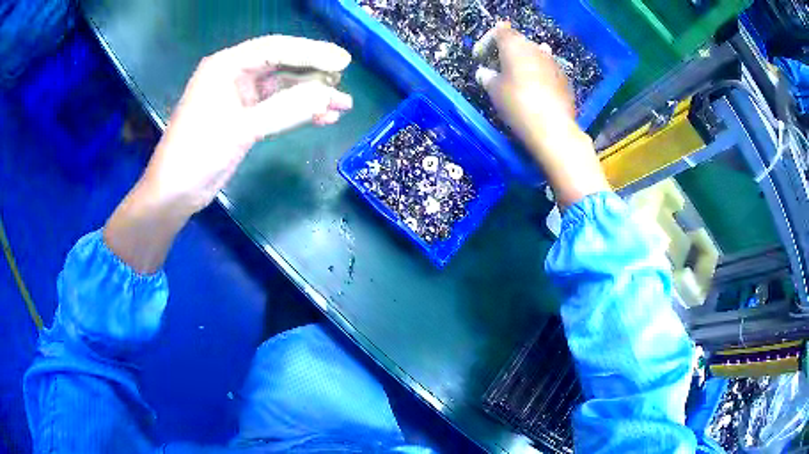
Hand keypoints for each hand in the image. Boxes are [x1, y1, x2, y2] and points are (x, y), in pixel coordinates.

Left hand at [142, 35, 353, 216]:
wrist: (175, 193)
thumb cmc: (198, 153)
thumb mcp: (240, 128)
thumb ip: (285, 109)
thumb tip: (328, 95)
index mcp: (226, 66)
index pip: (274, 49)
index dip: (311, 52)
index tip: (342, 62)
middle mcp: (234, 75)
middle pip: (281, 64)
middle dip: (314, 72)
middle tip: (345, 78)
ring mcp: (240, 97)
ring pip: (283, 88)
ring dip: (311, 95)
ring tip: (342, 104)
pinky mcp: (245, 118)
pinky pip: (278, 108)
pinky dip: (299, 112)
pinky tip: (322, 118)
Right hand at [482, 24, 609, 207]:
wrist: (554, 130)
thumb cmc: (518, 105)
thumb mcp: (494, 91)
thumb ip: (487, 77)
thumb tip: (485, 73)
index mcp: (516, 46)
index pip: (499, 32)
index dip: (486, 42)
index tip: (480, 58)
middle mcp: (537, 48)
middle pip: (518, 42)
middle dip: (505, 52)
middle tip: (495, 68)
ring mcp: (554, 63)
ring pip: (535, 55)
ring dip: (523, 63)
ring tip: (516, 77)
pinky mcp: (565, 79)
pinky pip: (547, 70)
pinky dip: (538, 74)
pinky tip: (534, 89)